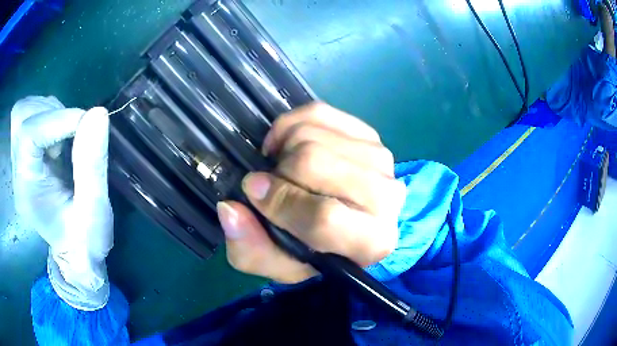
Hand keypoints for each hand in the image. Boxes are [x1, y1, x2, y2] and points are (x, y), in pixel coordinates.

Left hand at [11, 96, 112, 308]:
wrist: (76, 253)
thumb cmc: (85, 241)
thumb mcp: (95, 210)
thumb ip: (92, 164)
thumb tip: (98, 114)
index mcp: (27, 189)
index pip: (28, 135)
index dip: (57, 119)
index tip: (86, 123)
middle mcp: (18, 171)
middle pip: (20, 117)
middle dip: (47, 113)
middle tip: (69, 132)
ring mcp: (20, 163)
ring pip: (24, 113)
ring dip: (48, 113)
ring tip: (65, 137)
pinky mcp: (26, 157)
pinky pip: (31, 119)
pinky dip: (48, 117)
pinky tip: (59, 138)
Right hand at [217, 102, 406, 283]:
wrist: (346, 223)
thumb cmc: (314, 250)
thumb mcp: (277, 264)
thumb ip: (250, 248)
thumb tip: (230, 208)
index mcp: (371, 242)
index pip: (324, 217)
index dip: (280, 203)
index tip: (253, 192)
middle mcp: (386, 198)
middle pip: (315, 163)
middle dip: (279, 172)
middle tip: (272, 183)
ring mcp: (380, 160)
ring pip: (313, 135)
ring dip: (284, 149)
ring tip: (282, 167)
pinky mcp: (368, 133)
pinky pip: (319, 113)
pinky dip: (291, 124)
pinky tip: (291, 145)